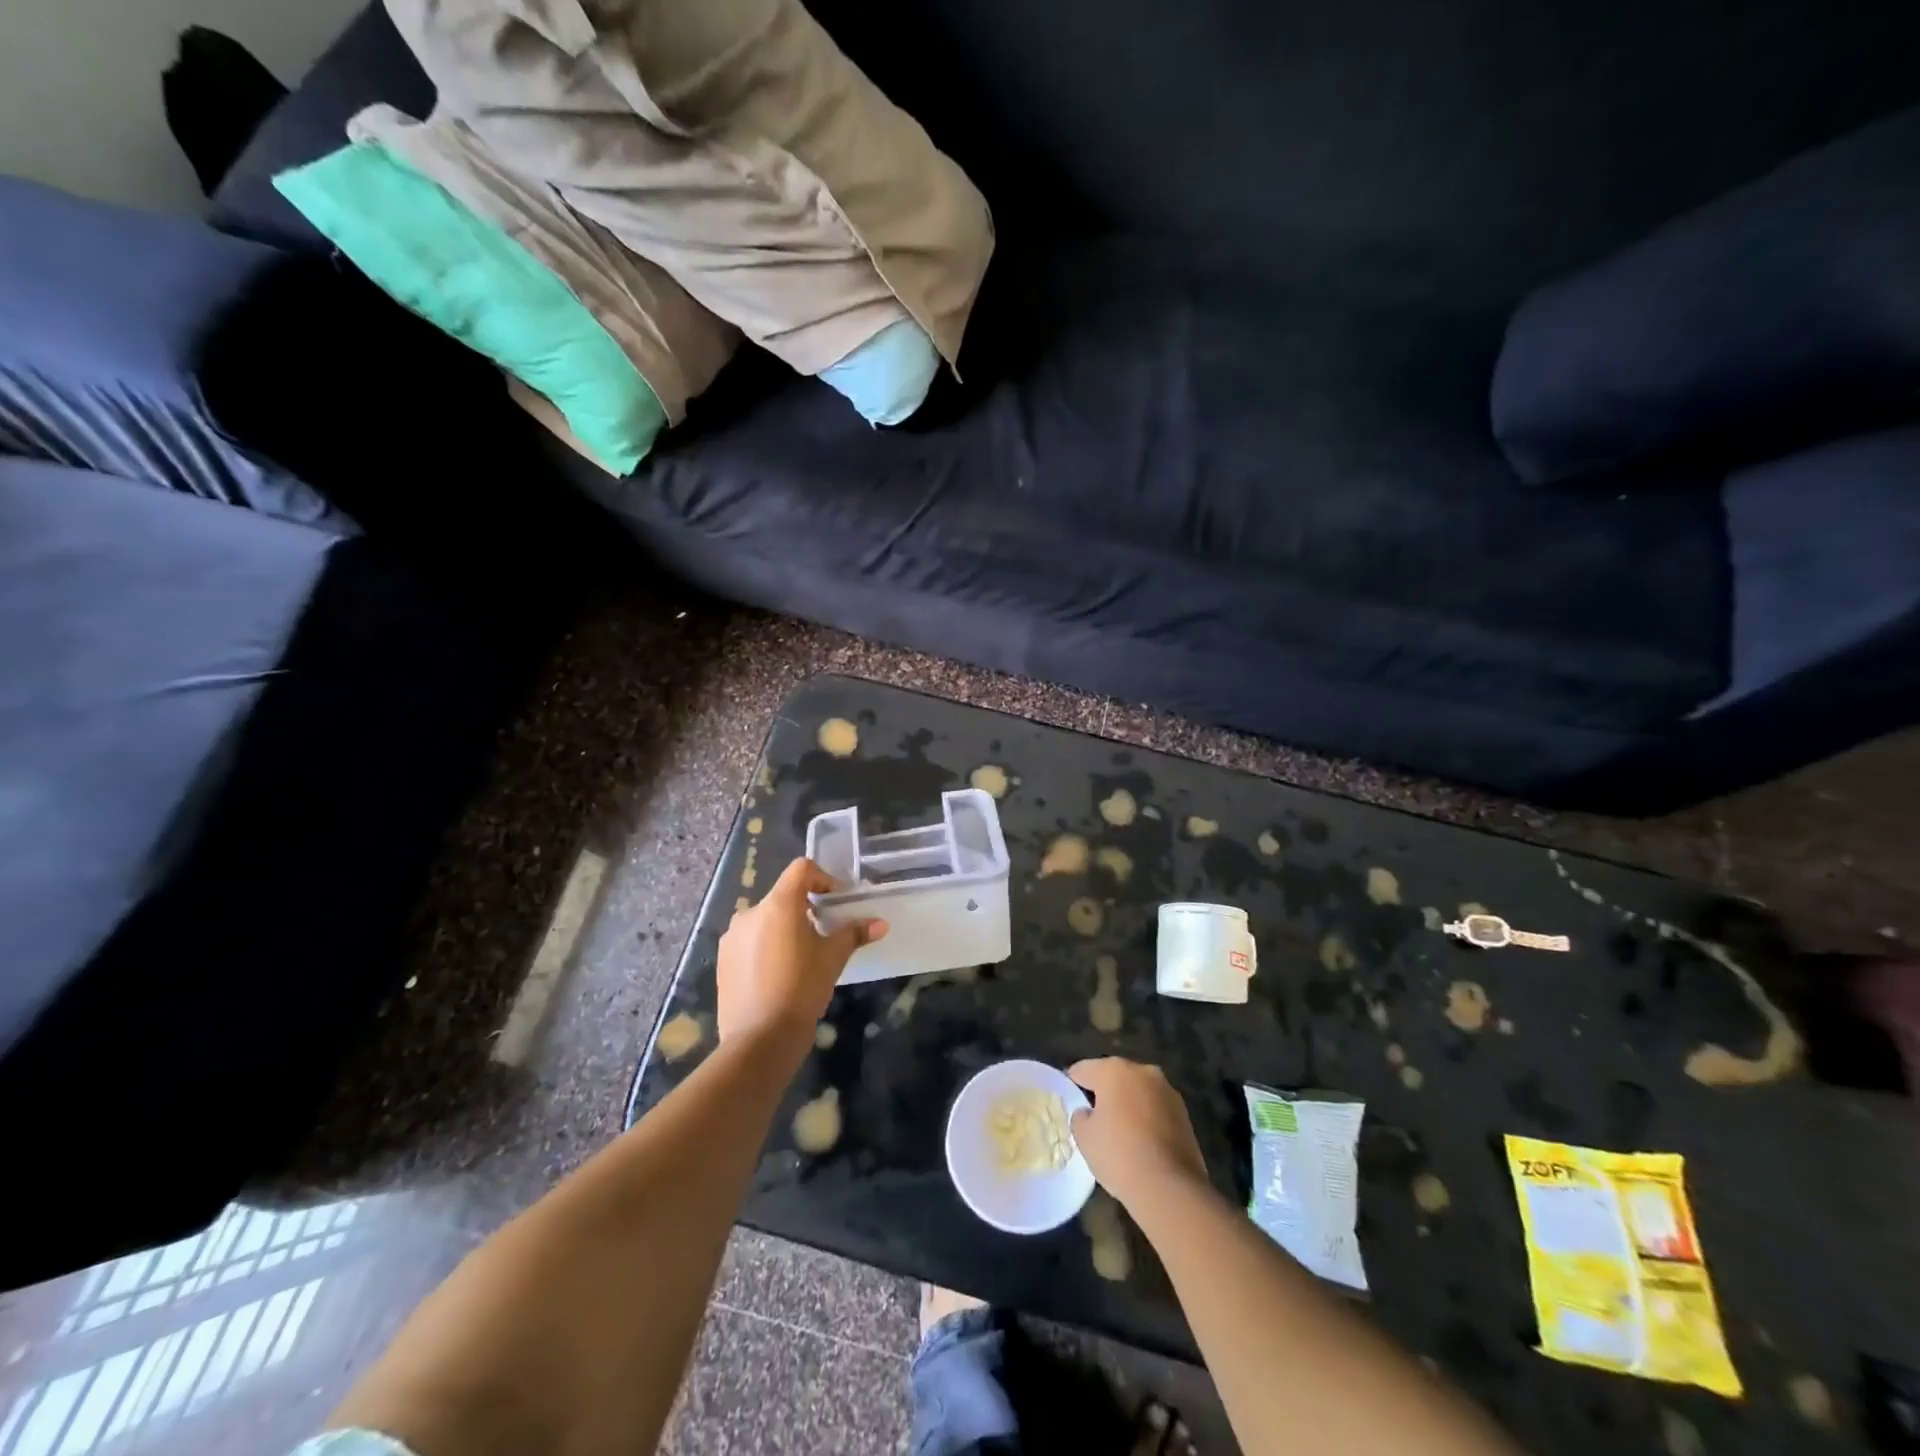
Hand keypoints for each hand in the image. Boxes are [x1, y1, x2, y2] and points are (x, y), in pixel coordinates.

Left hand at [716, 858, 885, 1052]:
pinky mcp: (723, 960)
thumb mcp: (833, 959)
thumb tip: (880, 923)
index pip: (801, 870)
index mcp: (778, 905)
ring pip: (765, 919)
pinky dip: (766, 945)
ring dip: (785, 928)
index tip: (835, 901)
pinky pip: (750, 940)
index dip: (823, 878)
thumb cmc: (801, 989)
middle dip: (805, 908)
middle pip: (783, 896)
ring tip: (801, 957)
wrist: (759, 1039)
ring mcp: (732, 937)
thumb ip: (854, 934)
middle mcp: (750, 913)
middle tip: (824, 933)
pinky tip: (778, 974)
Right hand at [1068, 1058, 1208, 1211]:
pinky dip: (1146, 1117)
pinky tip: (1140, 1140)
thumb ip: (1080, 1116)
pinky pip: (1156, 1108)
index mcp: (1114, 1070)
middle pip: (1115, 1076)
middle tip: (1093, 1114)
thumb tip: (1088, 1112)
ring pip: (1138, 1091)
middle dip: (1104, 1091)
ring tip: (1119, 1129)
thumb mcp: (1084, 1137)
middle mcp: (1142, 1071)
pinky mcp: (1184, 1113)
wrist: (1169, 1188)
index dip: (1072, 1083)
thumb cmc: (1118, 1154)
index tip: (1068, 1097)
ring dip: (1128, 1103)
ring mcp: (1167, 1091)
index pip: (1083, 1069)